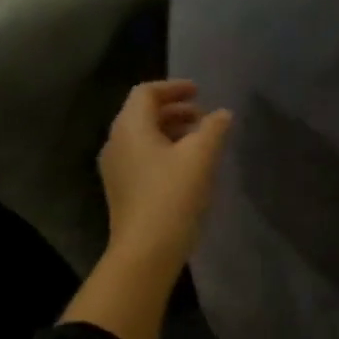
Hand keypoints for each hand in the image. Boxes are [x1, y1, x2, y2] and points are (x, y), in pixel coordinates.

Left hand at [98, 79, 231, 284]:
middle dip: (174, 110)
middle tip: (204, 117)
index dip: (174, 88)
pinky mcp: (123, 190)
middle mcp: (116, 143)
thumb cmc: (173, 196)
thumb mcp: (200, 157)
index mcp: (130, 128)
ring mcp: (116, 169)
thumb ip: (213, 129)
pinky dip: (165, 151)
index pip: (146, 93)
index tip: (200, 92)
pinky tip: (187, 167)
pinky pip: (143, 158)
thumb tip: (223, 114)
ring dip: (171, 132)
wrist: (146, 250)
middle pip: (142, 114)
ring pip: (143, 138)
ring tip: (200, 141)